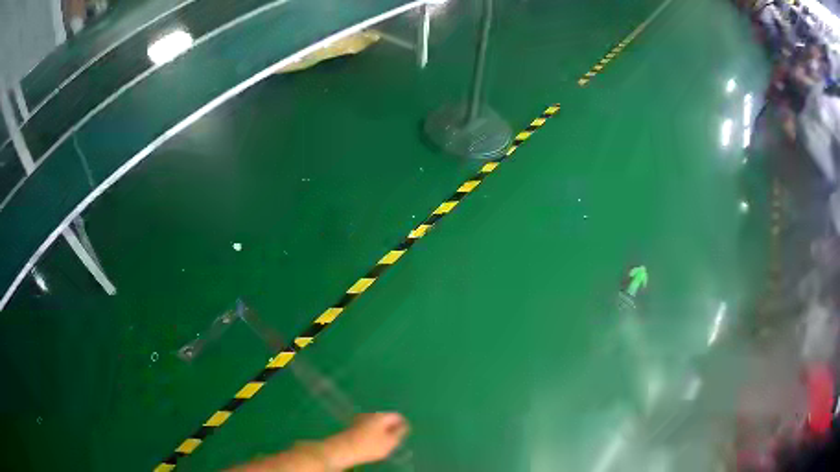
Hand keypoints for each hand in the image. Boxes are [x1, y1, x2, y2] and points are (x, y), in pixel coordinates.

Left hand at [324, 412, 408, 467]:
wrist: (343, 449)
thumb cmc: (369, 445)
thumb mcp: (390, 441)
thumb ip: (400, 432)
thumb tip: (404, 426)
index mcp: (381, 416)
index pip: (397, 416)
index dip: (402, 425)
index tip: (402, 436)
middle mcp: (371, 414)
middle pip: (386, 419)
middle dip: (391, 429)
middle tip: (393, 442)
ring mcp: (360, 419)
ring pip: (377, 424)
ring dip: (381, 432)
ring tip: (382, 445)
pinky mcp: (353, 426)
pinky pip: (368, 428)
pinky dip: (372, 434)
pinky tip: (371, 444)